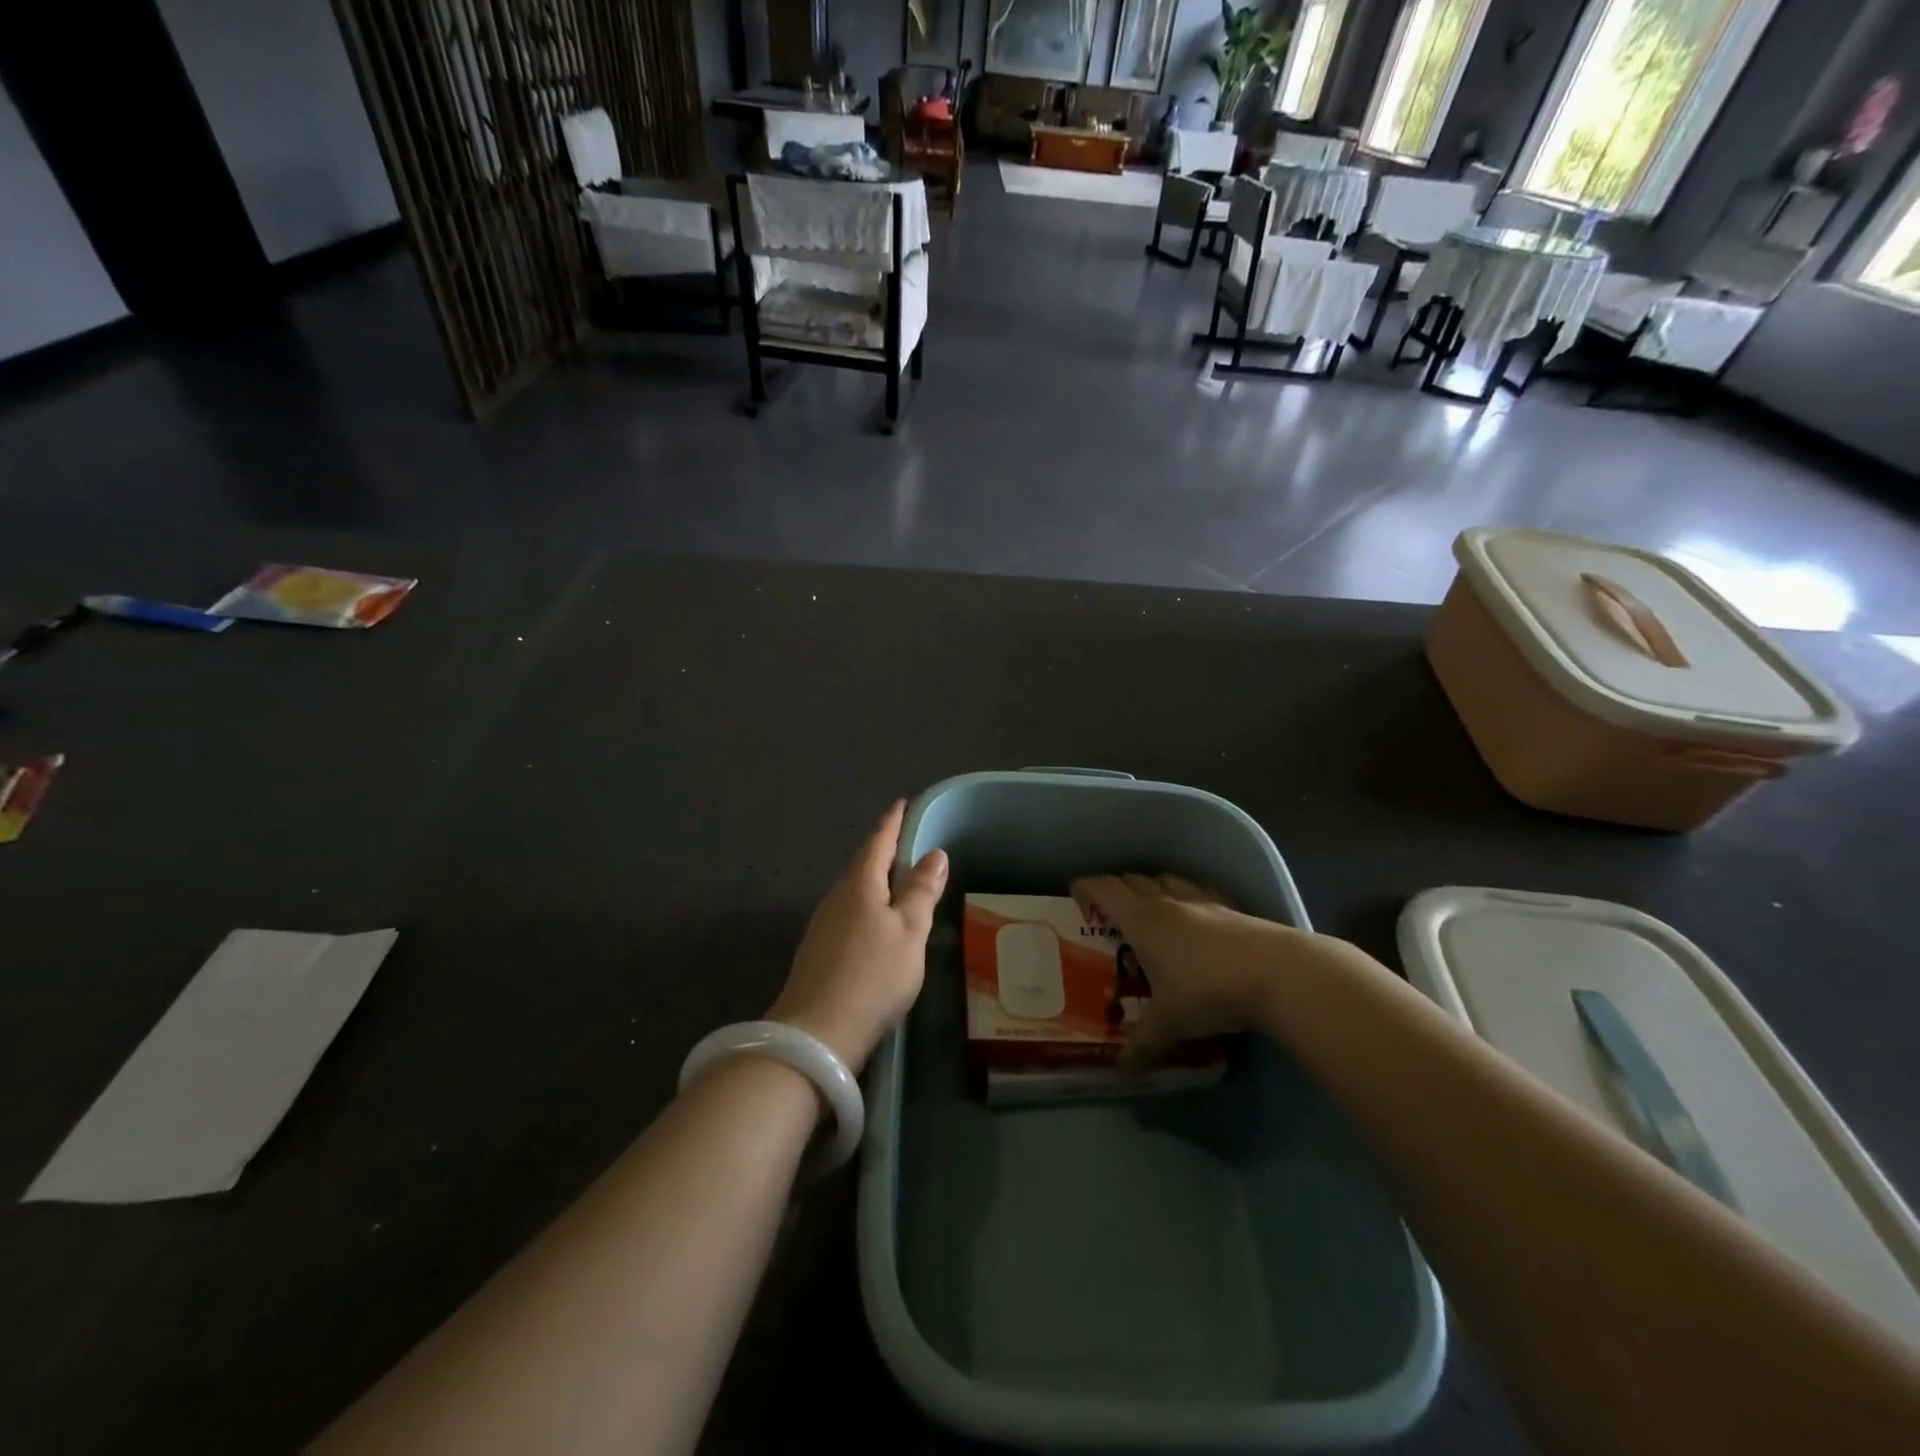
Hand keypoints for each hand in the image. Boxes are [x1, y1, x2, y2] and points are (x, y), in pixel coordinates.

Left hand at [769, 801, 947, 1071]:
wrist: (816, 1036)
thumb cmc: (873, 975)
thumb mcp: (910, 931)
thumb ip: (921, 892)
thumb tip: (934, 853)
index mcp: (860, 885)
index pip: (879, 842)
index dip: (893, 823)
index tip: (903, 804)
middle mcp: (836, 898)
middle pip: (863, 866)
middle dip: (883, 852)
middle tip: (907, 843)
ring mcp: (823, 927)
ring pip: (854, 893)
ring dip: (875, 883)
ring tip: (897, 883)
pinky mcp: (818, 954)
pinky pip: (848, 916)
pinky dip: (867, 910)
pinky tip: (876, 926)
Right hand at [1070, 873, 1321, 1066]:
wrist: (1278, 974)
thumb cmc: (1208, 991)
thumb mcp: (1169, 1023)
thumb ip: (1143, 1044)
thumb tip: (1123, 1070)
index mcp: (1142, 919)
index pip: (1104, 888)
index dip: (1085, 888)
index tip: (1075, 898)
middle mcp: (1168, 901)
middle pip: (1133, 879)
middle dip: (1116, 890)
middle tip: (1110, 916)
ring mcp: (1203, 901)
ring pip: (1167, 880)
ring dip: (1152, 889)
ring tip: (1151, 914)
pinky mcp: (1233, 909)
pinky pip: (1200, 892)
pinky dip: (1188, 899)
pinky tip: (1196, 921)